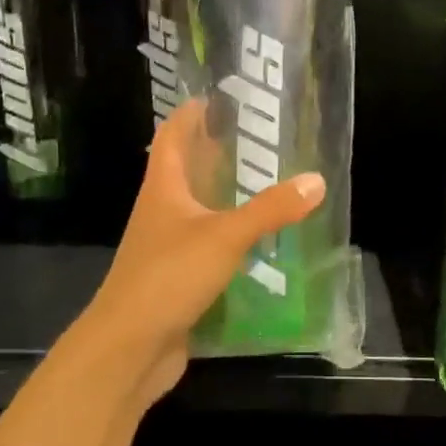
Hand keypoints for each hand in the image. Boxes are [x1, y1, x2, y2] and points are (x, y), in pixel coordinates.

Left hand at [79, 99, 324, 410]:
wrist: (130, 347)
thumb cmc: (169, 277)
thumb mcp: (225, 236)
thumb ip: (271, 209)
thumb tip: (316, 180)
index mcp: (164, 188)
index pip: (172, 136)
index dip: (191, 114)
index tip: (220, 97)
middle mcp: (162, 211)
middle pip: (186, 170)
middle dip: (217, 153)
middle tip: (261, 142)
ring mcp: (167, 247)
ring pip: (199, 211)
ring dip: (227, 198)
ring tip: (269, 186)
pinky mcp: (178, 278)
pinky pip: (208, 248)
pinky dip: (231, 240)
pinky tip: (261, 243)